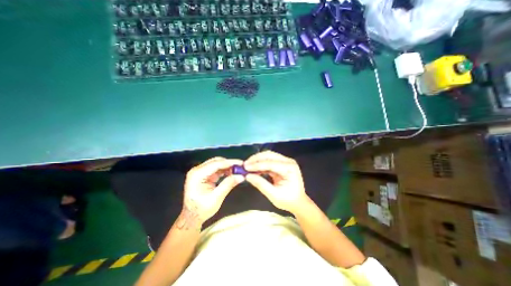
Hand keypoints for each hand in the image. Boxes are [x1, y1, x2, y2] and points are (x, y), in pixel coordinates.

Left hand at [181, 157, 243, 227]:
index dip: (230, 163)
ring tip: (237, 171)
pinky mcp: (204, 174)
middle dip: (229, 164)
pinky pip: (216, 168)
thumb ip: (228, 184)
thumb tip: (241, 176)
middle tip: (240, 167)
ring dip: (227, 167)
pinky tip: (231, 174)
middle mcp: (197, 170)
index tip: (241, 163)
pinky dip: (224, 170)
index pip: (216, 164)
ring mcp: (200, 171)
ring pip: (217, 163)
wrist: (192, 217)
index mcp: (197, 175)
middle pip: (216, 161)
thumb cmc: (201, 209)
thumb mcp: (216, 198)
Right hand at [245, 149, 311, 214]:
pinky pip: (269, 161)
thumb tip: (247, 176)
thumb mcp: (274, 195)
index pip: (271, 163)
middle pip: (269, 155)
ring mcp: (285, 161)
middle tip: (245, 164)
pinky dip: (261, 164)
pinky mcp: (281, 164)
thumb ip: (261, 184)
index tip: (245, 167)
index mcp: (289, 168)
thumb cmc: (288, 200)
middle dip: (256, 159)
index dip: (257, 165)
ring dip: (257, 160)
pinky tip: (254, 168)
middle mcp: (288, 161)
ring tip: (247, 166)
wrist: (298, 202)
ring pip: (268, 156)